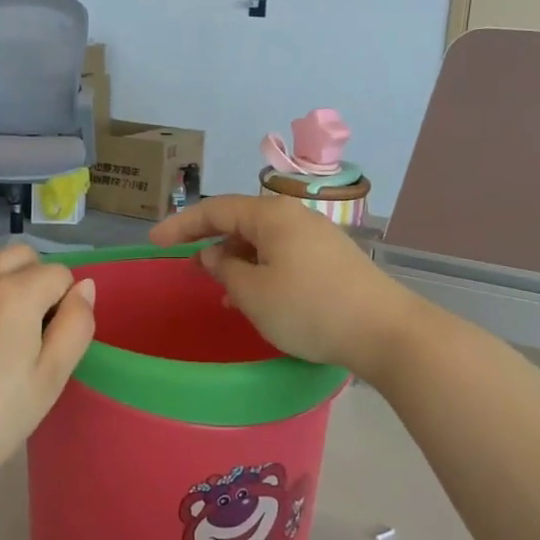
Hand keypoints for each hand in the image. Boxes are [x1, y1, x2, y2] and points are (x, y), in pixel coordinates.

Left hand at [0, 244, 95, 499]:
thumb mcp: (49, 379)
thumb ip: (75, 326)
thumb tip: (85, 287)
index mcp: (16, 294)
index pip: (58, 273)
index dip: (65, 303)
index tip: (53, 341)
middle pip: (21, 254)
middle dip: (36, 278)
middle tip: (33, 329)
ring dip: (3, 279)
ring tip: (1, 328)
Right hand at [150, 194, 417, 376]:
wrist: (386, 331)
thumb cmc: (309, 309)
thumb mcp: (254, 294)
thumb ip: (225, 270)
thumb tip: (214, 254)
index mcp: (271, 216)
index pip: (215, 209)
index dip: (181, 224)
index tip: (154, 243)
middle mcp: (294, 217)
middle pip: (241, 221)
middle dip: (210, 242)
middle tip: (186, 266)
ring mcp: (317, 237)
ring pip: (263, 242)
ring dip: (237, 261)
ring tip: (219, 290)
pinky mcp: (331, 259)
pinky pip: (283, 256)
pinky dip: (261, 270)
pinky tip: (256, 298)